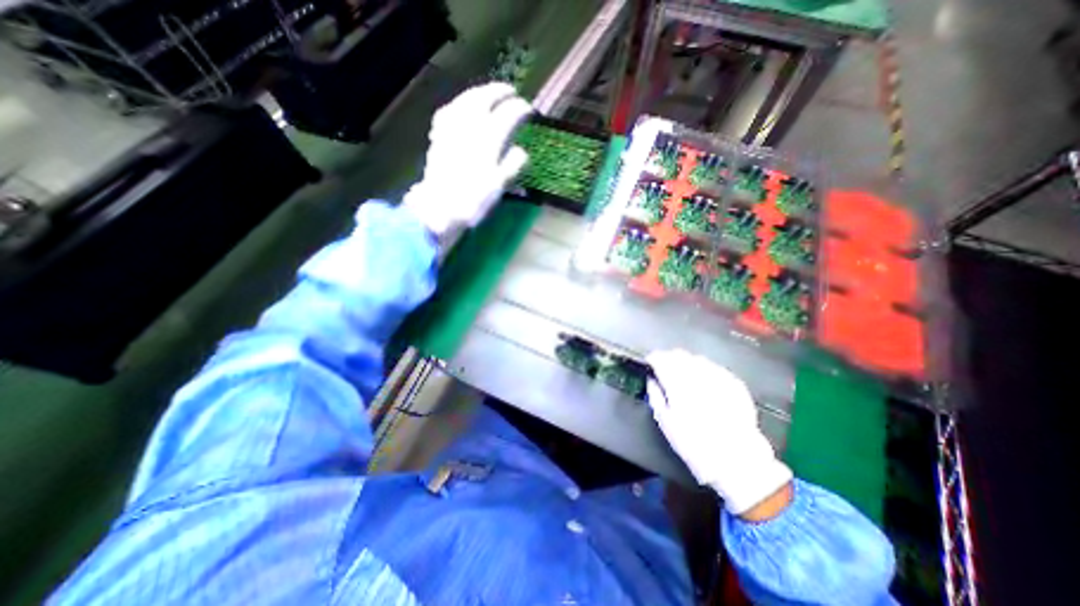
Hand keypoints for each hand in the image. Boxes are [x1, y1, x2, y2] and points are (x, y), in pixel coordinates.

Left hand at [402, 81, 533, 236]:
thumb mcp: (499, 186)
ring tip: (489, 93)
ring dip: (480, 92)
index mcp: (489, 139)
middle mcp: (470, 127)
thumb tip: (521, 151)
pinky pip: (449, 110)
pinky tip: (462, 107)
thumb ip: (512, 165)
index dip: (521, 109)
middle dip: (500, 91)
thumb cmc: (473, 200)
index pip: (508, 115)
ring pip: (466, 100)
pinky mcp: (439, 136)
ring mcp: (451, 128)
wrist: (440, 208)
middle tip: (511, 92)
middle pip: (486, 98)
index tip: (529, 110)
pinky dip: (459, 104)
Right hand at [649, 348, 790, 513]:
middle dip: (668, 358)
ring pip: (697, 359)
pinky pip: (714, 367)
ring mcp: (719, 379)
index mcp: (678, 386)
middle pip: (679, 356)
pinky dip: (704, 368)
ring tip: (682, 371)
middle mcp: (699, 377)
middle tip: (664, 366)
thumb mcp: (666, 423)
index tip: (650, 361)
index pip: (662, 360)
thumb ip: (655, 396)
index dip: (653, 358)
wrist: (736, 460)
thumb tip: (651, 379)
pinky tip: (702, 378)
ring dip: (686, 361)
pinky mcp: (735, 384)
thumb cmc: (694, 444)